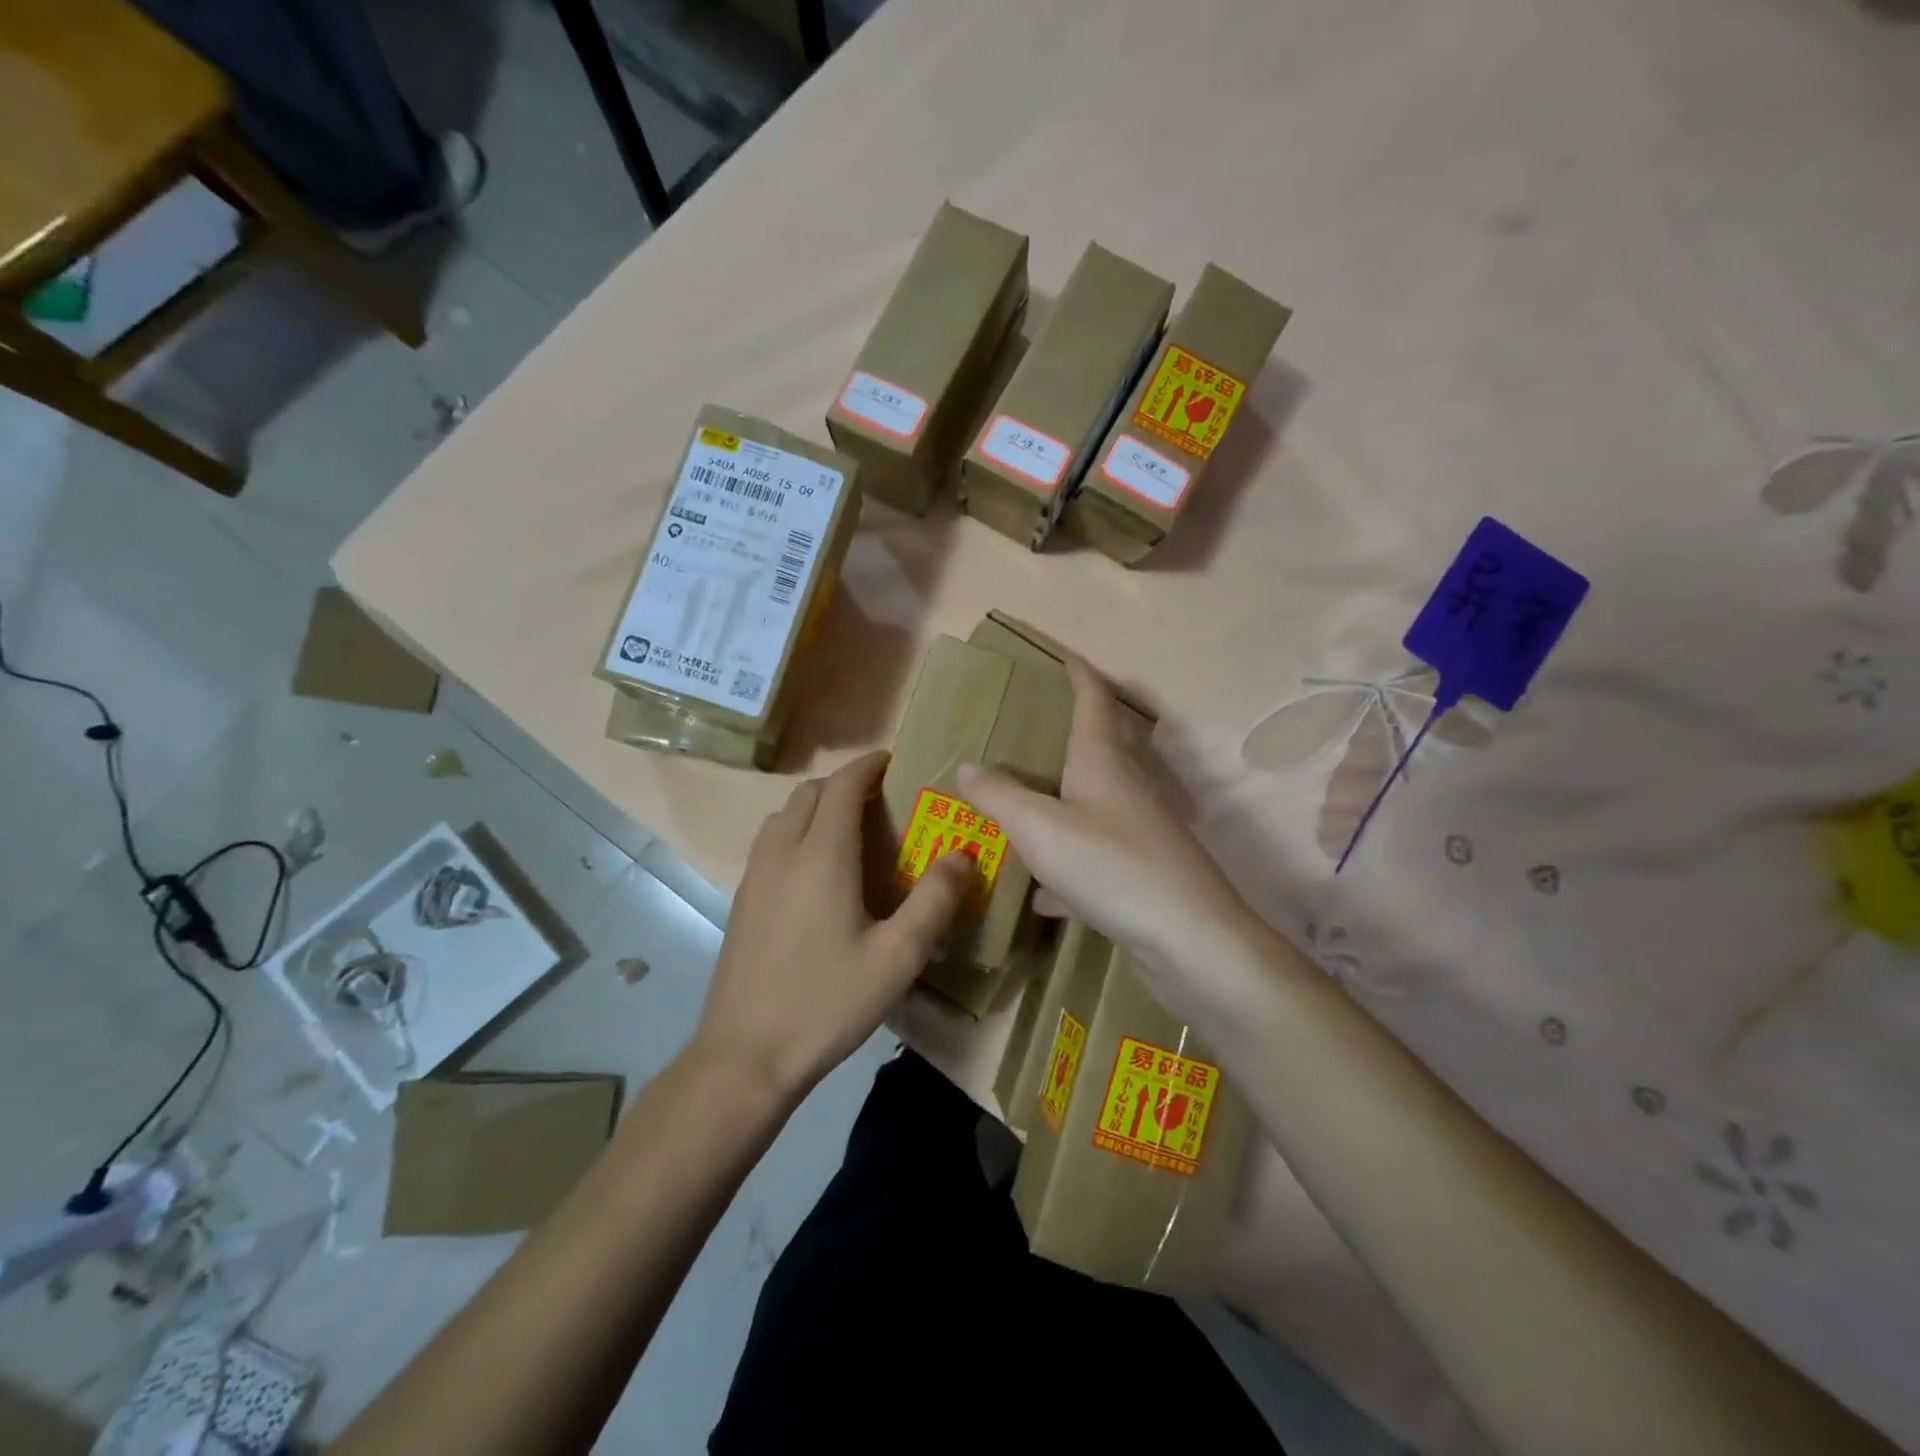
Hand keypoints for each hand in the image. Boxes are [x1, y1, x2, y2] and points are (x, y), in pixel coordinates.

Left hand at [696, 750, 971, 1097]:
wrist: (745, 1055)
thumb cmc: (827, 1002)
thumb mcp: (897, 958)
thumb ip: (934, 901)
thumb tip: (962, 855)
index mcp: (822, 855)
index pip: (843, 785)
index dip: (868, 766)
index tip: (894, 762)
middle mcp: (782, 852)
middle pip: (810, 792)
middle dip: (845, 783)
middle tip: (881, 801)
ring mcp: (755, 875)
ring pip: (784, 814)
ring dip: (817, 806)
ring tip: (850, 830)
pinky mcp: (742, 899)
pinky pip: (770, 841)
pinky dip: (796, 830)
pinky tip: (816, 871)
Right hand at [958, 660, 1266, 1028]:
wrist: (1188, 938)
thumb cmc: (1110, 865)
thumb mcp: (1040, 828)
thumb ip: (1000, 796)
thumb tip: (968, 767)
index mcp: (1103, 760)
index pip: (1093, 698)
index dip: (1076, 673)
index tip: (1060, 656)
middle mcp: (1126, 786)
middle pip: (1100, 744)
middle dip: (1069, 731)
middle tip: (1031, 728)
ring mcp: (1138, 829)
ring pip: (1094, 803)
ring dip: (1063, 800)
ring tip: (1025, 803)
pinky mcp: (1141, 871)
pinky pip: (1094, 857)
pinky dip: (1067, 867)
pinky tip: (1042, 895)